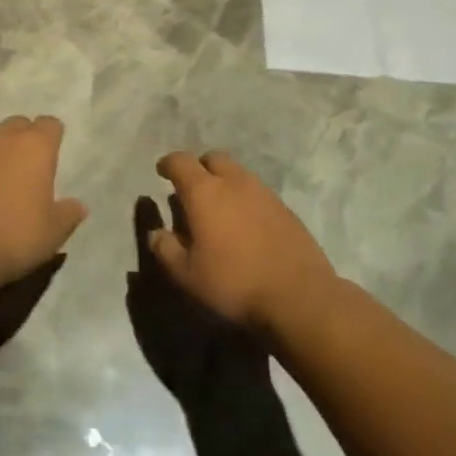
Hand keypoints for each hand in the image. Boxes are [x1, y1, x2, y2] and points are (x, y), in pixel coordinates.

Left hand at [0, 116, 87, 292]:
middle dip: (27, 136)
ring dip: (3, 150)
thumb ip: (68, 214)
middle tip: (34, 162)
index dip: (55, 135)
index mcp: (36, 146)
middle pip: (20, 124)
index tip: (57, 151)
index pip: (50, 124)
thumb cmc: (15, 233)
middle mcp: (5, 138)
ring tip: (10, 176)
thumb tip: (78, 206)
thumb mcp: (54, 232)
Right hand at [147, 151, 336, 334]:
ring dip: (224, 182)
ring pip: (238, 173)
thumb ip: (165, 249)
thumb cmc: (234, 283)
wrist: (300, 297)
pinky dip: (246, 199)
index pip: (180, 161)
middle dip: (199, 167)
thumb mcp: (187, 274)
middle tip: (192, 189)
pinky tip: (246, 225)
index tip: (162, 172)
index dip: (168, 164)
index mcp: (204, 191)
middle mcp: (234, 182)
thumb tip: (155, 232)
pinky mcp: (286, 209)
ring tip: (219, 208)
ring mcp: (264, 193)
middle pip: (213, 158)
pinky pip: (258, 192)